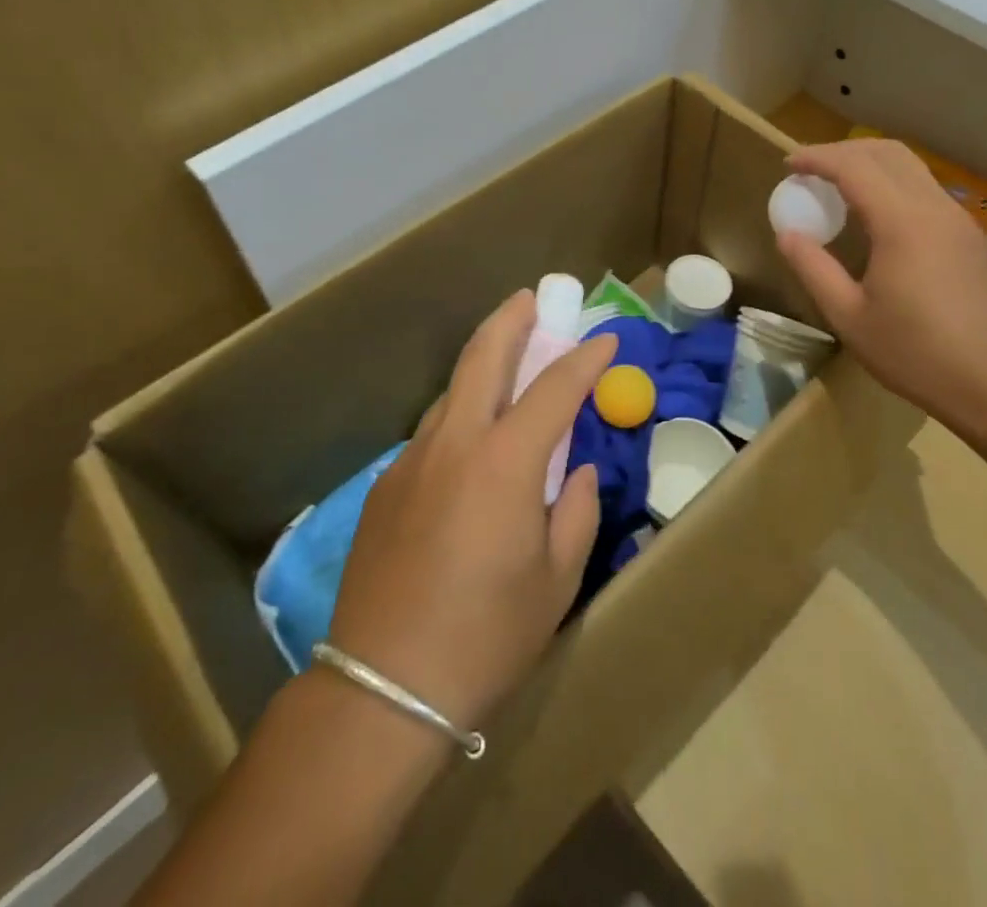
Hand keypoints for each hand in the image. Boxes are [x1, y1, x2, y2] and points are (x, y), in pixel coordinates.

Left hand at [327, 293, 615, 731]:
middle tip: (532, 298)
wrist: (382, 688)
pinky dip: (462, 410)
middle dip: (512, 319)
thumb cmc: (486, 636)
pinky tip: (473, 436)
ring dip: (483, 361)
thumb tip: (575, 471)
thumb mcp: (556, 579)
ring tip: (507, 357)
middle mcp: (456, 442)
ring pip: (453, 389)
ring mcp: (413, 459)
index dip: (584, 358)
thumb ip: (575, 510)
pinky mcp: (387, 485)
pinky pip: (434, 429)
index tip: (605, 340)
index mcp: (505, 461)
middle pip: (484, 356)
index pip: (554, 386)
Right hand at [775, 139, 986, 433]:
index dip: (817, 158)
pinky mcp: (973, 238)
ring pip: (912, 169)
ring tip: (839, 188)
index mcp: (903, 223)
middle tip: (811, 170)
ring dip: (871, 165)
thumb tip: (787, 235)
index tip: (788, 164)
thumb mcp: (849, 317)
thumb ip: (814, 268)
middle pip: (887, 153)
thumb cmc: (917, 355)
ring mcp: (961, 221)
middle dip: (843, 151)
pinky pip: (927, 192)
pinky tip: (878, 219)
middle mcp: (936, 209)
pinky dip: (894, 186)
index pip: (854, 167)